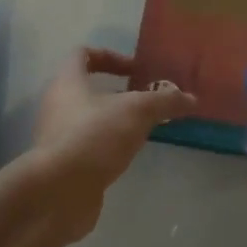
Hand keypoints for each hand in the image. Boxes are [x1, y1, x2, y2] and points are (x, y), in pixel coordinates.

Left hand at [30, 49, 195, 239]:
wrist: (58, 192)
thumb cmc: (95, 136)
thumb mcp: (138, 111)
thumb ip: (165, 101)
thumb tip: (190, 98)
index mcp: (68, 82)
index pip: (83, 54)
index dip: (111, 56)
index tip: (136, 70)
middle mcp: (57, 105)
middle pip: (87, 88)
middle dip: (119, 93)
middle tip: (147, 102)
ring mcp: (57, 137)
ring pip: (89, 120)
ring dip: (115, 122)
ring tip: (144, 130)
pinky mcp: (63, 165)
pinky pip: (88, 147)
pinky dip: (108, 148)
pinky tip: (129, 156)